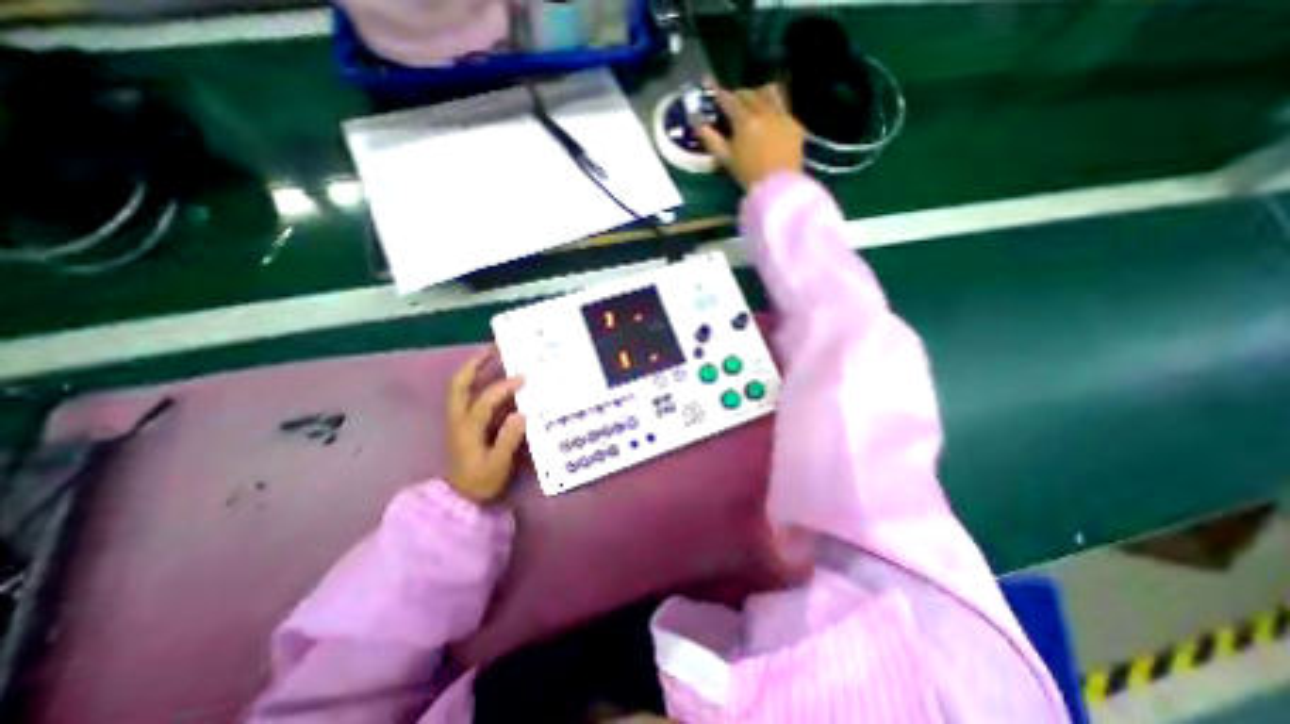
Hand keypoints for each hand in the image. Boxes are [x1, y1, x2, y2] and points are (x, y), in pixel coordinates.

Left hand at [445, 350, 523, 503]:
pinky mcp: (465, 422)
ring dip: (476, 368)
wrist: (461, 497)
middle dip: (476, 364)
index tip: (523, 378)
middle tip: (496, 349)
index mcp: (467, 429)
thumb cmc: (480, 482)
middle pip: (460, 384)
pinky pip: (469, 394)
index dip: (502, 388)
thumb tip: (521, 414)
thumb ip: (507, 441)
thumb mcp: (496, 466)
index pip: (483, 401)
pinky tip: (495, 375)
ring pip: (462, 386)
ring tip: (495, 354)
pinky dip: (479, 379)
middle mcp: (459, 418)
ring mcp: (460, 419)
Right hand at [702, 82, 804, 189]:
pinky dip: (774, 107)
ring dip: (758, 94)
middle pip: (749, 94)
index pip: (729, 100)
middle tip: (732, 102)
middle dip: (738, 95)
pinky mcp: (794, 124)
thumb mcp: (726, 159)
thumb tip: (699, 126)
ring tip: (754, 102)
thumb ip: (712, 140)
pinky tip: (770, 117)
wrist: (777, 186)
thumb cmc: (747, 174)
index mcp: (745, 121)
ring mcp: (781, 116)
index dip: (719, 95)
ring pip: (769, 93)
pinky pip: (783, 107)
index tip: (714, 93)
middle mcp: (764, 112)